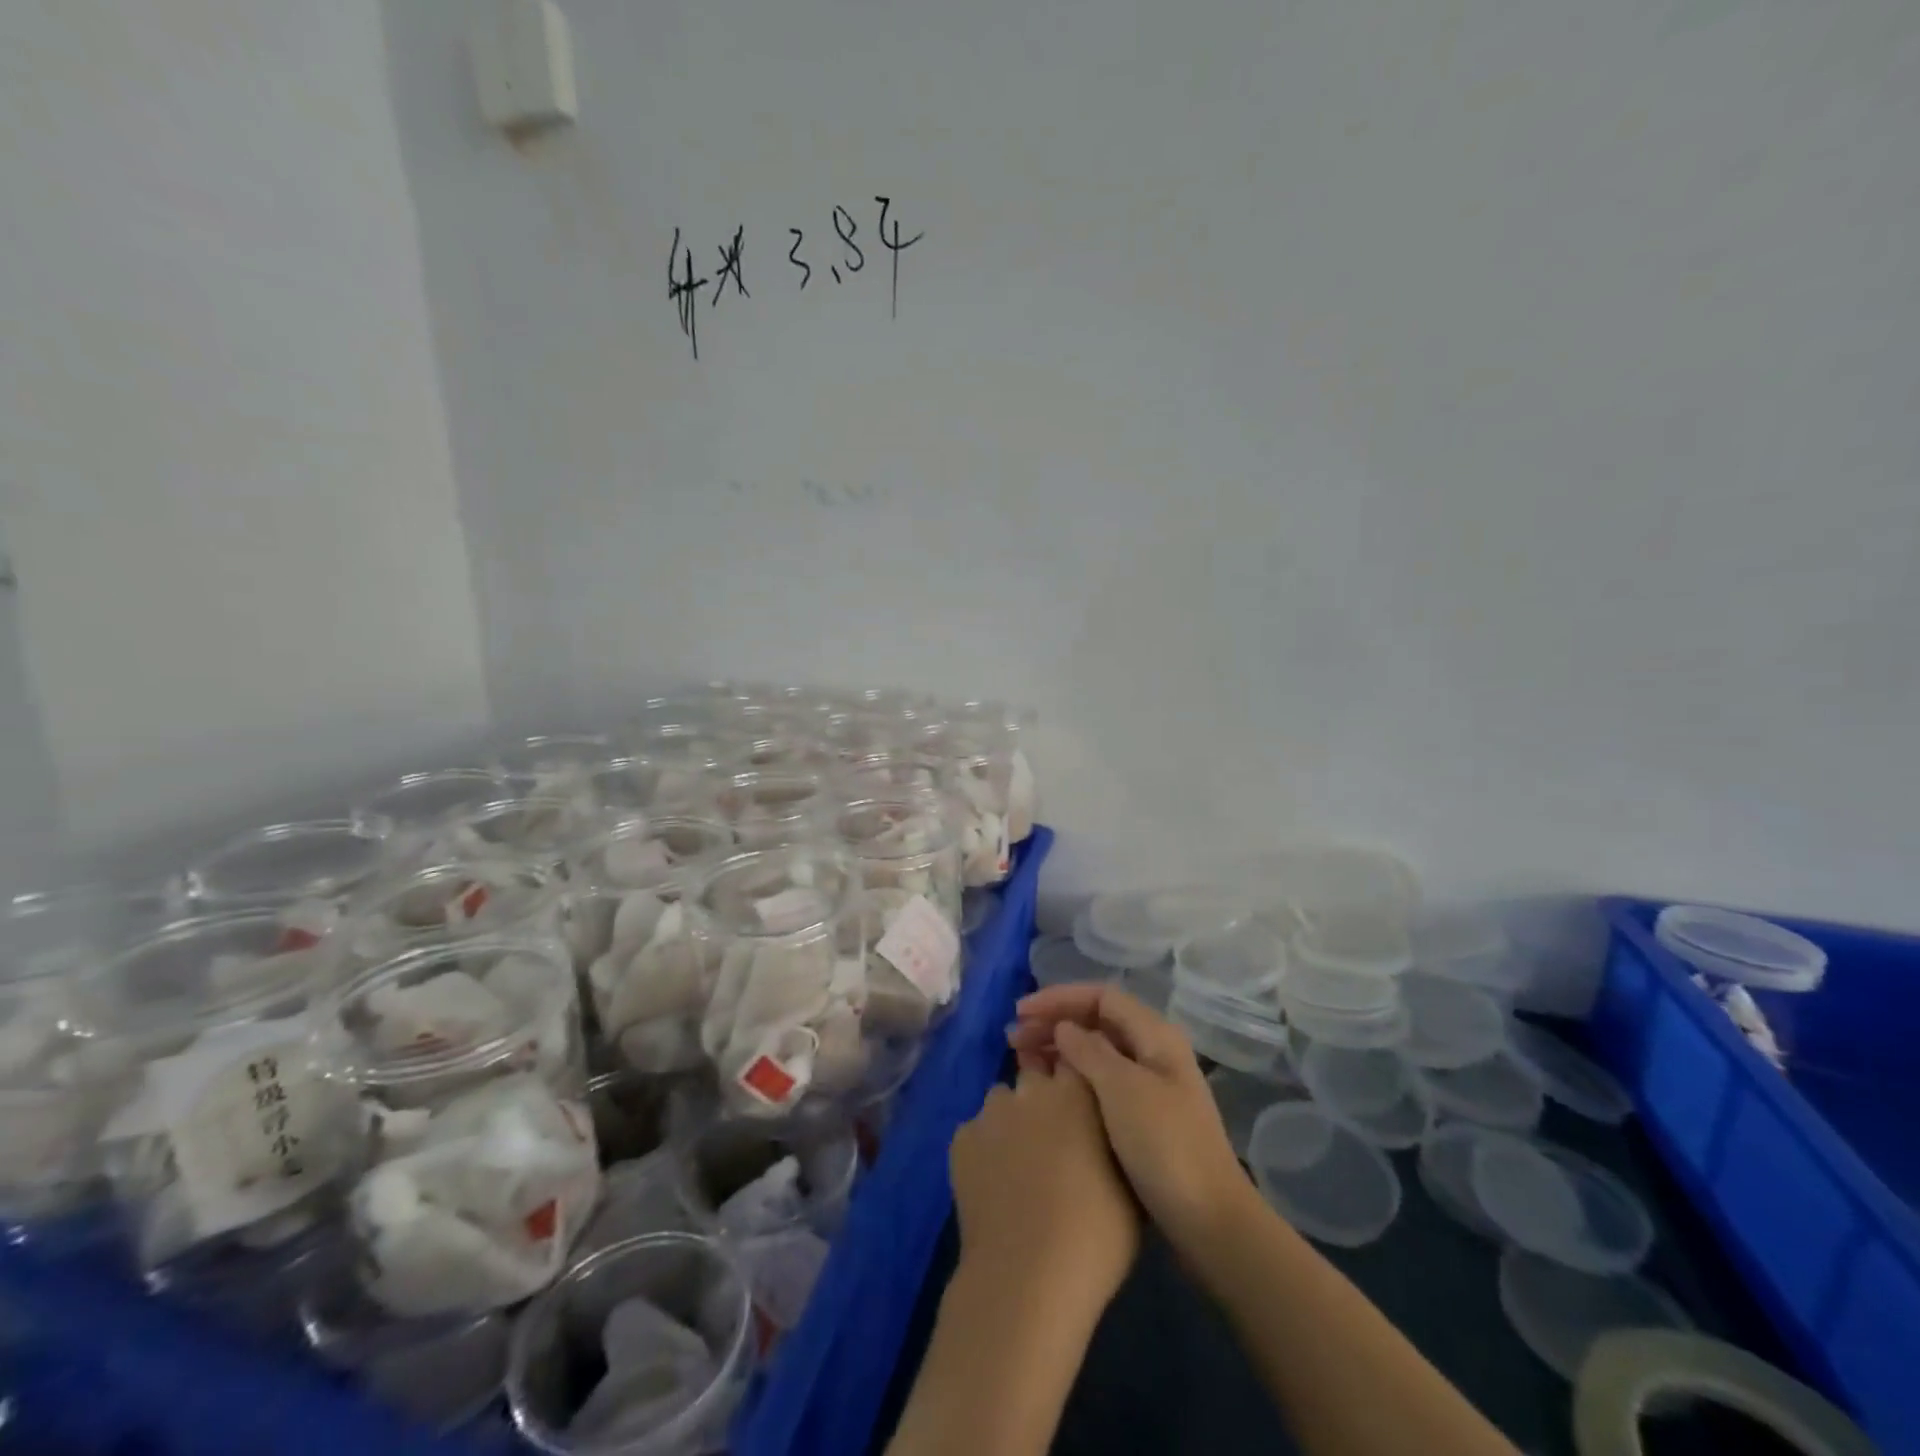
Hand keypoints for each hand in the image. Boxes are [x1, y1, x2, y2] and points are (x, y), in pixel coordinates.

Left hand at [949, 1061, 1139, 1323]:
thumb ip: (1116, 1141)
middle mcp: (1031, 1090)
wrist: (1027, 1276)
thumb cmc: (1096, 1236)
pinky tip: (994, 1184)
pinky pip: (976, 1132)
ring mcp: (991, 1112)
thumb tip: (1112, 1131)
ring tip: (1021, 1165)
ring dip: (1013, 1122)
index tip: (1083, 1105)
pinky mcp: (960, 1138)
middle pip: (1036, 1079)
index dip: (1078, 1082)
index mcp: (1077, 1093)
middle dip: (1045, 1100)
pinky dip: (986, 1149)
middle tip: (1055, 1141)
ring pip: (1003, 1103)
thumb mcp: (1131, 1187)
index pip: (1077, 1062)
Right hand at [1009, 985, 1251, 1251]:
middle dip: (1054, 1022)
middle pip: (1097, 1021)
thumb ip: (1089, 1051)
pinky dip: (1072, 1075)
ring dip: (1059, 1048)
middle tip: (1013, 1038)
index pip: (1100, 997)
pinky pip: (1100, 1079)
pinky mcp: (1143, 1116)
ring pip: (1097, 1051)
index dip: (1058, 999)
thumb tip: (1064, 1027)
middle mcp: (1154, 1052)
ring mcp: (1150, 1085)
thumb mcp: (1122, 1090)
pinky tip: (1049, 1088)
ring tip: (1022, 1059)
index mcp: (1155, 1035)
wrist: (1211, 1223)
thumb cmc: (1165, 1146)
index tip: (1021, 1012)